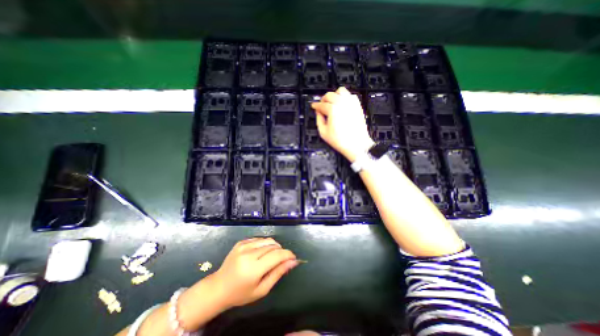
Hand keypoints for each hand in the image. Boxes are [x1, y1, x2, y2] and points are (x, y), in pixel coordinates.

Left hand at [209, 238, 299, 307]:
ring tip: (271, 257)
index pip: (277, 255)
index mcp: (253, 269)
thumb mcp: (262, 289)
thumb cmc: (241, 293)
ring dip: (274, 246)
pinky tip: (261, 253)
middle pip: (273, 246)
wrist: (218, 287)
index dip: (288, 254)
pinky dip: (265, 244)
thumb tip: (293, 261)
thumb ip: (278, 273)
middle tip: (282, 260)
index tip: (293, 258)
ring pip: (267, 240)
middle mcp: (248, 254)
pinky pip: (259, 239)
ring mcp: (243, 246)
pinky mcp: (241, 242)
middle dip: (281, 251)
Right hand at [312, 86, 373, 160]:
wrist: (356, 144)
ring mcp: (351, 104)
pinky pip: (350, 95)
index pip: (321, 104)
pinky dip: (344, 97)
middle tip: (321, 105)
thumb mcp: (323, 132)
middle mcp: (342, 104)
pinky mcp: (357, 106)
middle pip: (329, 95)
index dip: (315, 105)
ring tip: (331, 102)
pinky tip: (341, 103)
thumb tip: (318, 113)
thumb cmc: (342, 140)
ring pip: (340, 91)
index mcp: (333, 109)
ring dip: (334, 95)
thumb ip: (319, 119)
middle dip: (323, 99)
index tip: (314, 106)